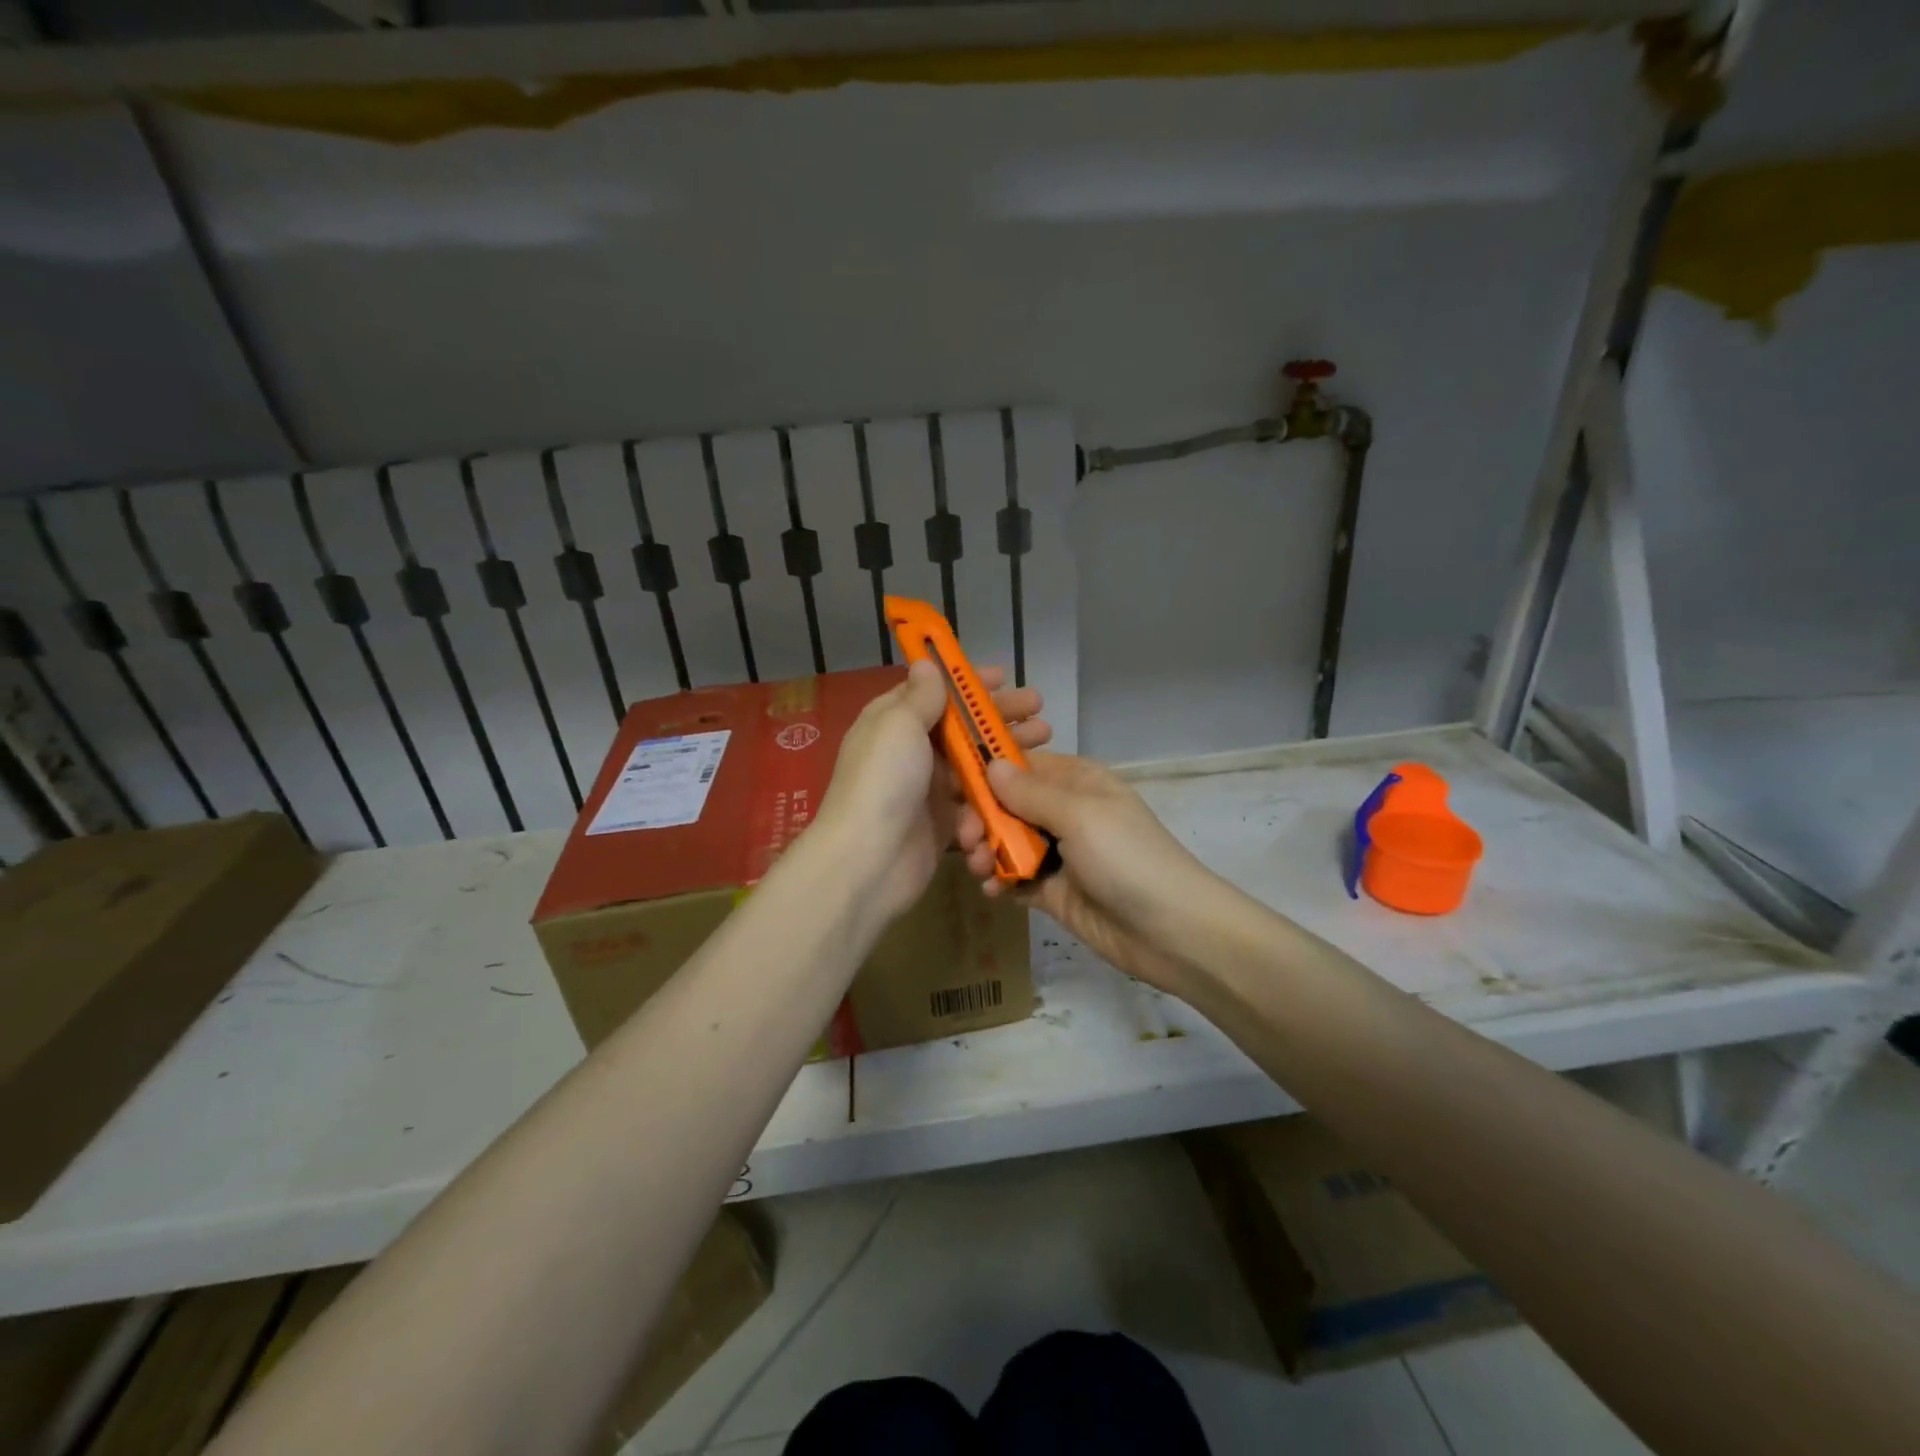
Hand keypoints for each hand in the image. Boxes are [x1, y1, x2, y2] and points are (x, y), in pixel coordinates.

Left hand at [816, 660, 1050, 922]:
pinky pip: (975, 806)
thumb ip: (920, 696)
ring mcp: (928, 790)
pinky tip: (1018, 795)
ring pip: (975, 766)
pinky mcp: (943, 824)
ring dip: (1008, 755)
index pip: (934, 694)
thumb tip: (925, 663)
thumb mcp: (898, 725)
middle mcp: (911, 753)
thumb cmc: (883, 781)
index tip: (1004, 677)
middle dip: (1000, 719)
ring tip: (1045, 744)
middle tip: (1039, 712)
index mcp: (894, 723)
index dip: (968, 684)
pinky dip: (993, 801)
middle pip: (962, 729)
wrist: (868, 861)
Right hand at [957, 753, 1222, 992]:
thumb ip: (1030, 793)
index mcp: (1075, 781)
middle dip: (981, 818)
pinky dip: (998, 881)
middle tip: (968, 839)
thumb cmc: (1128, 858)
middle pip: (1006, 805)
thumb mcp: (1080, 816)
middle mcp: (1064, 811)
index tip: (951, 786)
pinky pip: (1014, 877)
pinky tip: (992, 890)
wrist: (1170, 931)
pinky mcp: (1052, 890)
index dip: (984, 773)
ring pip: (1005, 842)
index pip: (1019, 766)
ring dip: (985, 850)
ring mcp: (1058, 853)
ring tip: (979, 868)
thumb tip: (989, 764)